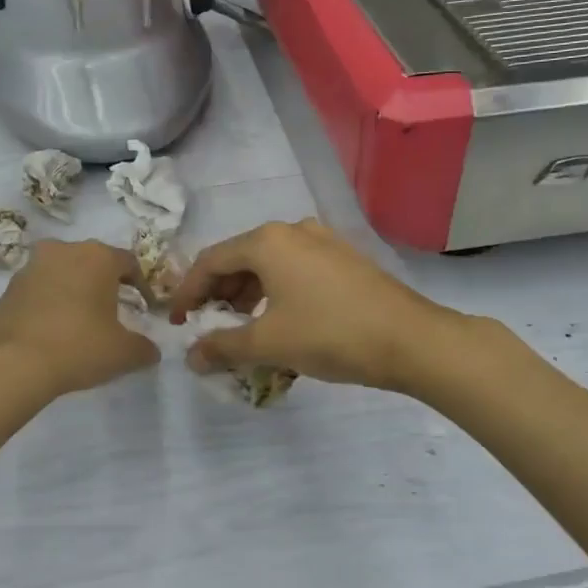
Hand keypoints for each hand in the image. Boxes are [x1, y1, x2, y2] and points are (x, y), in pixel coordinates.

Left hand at [0, 240, 160, 400]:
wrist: (10, 364)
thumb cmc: (78, 347)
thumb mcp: (123, 353)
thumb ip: (144, 348)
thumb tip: (150, 350)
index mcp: (98, 256)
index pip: (129, 263)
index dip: (141, 286)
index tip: (145, 309)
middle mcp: (64, 250)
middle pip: (93, 263)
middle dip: (105, 284)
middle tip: (113, 313)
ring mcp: (31, 267)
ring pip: (63, 274)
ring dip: (74, 292)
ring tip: (81, 323)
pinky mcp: (7, 288)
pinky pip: (39, 291)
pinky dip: (50, 304)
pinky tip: (53, 332)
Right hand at [169, 220, 463, 392]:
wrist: (411, 339)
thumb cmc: (330, 334)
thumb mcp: (268, 343)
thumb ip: (222, 347)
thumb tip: (191, 357)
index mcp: (267, 242)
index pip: (210, 261)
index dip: (187, 293)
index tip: (176, 323)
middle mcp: (293, 230)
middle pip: (239, 258)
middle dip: (218, 293)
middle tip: (206, 324)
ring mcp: (323, 241)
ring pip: (269, 264)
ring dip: (247, 294)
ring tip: (241, 326)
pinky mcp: (344, 258)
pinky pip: (295, 269)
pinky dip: (276, 291)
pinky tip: (279, 319)